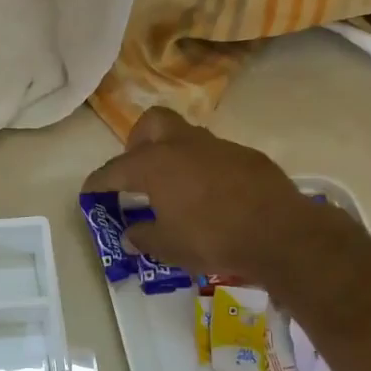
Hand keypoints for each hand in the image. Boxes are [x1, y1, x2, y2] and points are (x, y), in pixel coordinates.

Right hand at [82, 107, 341, 287]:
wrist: (281, 234)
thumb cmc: (212, 239)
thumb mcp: (168, 247)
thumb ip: (143, 237)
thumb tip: (130, 234)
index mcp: (155, 164)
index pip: (115, 169)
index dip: (98, 182)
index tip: (89, 192)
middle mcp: (183, 145)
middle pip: (152, 123)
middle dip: (138, 142)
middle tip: (137, 171)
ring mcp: (218, 147)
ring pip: (186, 137)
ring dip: (174, 155)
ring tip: (174, 187)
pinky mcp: (247, 157)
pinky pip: (215, 155)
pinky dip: (204, 169)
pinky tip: (211, 196)